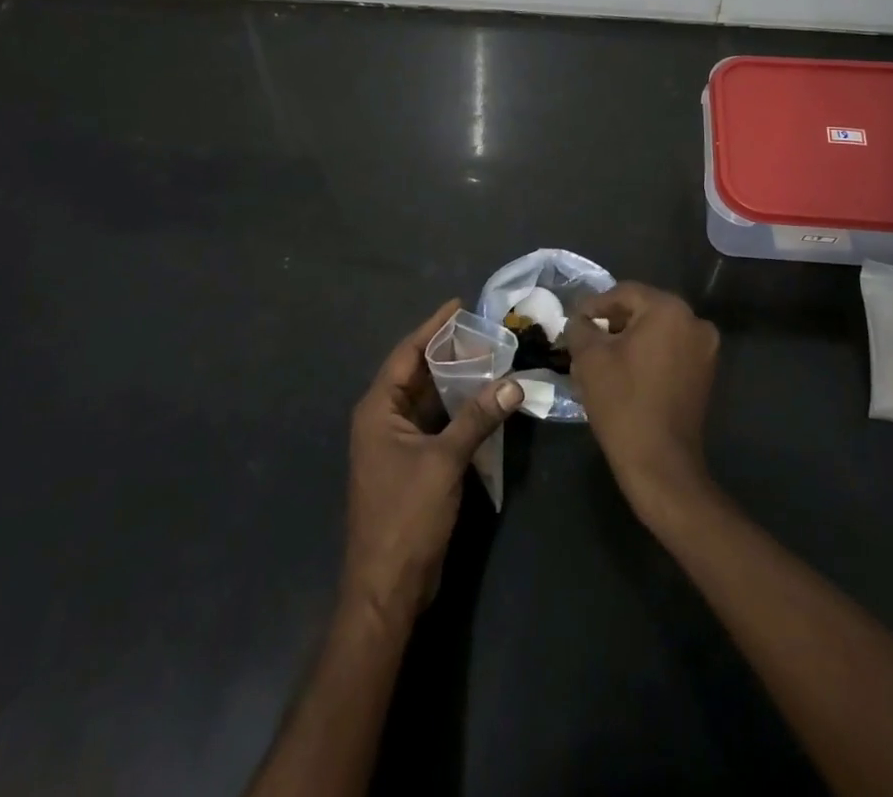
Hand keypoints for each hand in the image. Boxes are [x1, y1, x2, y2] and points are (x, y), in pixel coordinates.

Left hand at [343, 299, 522, 628]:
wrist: (388, 587)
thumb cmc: (406, 516)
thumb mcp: (444, 462)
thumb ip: (478, 418)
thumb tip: (513, 383)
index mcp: (378, 409)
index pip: (407, 354)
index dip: (433, 328)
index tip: (460, 304)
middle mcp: (384, 419)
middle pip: (418, 373)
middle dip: (450, 352)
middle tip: (486, 330)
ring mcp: (397, 443)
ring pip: (430, 399)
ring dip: (457, 381)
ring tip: (492, 357)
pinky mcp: (413, 464)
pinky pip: (436, 423)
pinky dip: (459, 410)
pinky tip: (485, 400)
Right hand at [566, 282, 720, 526]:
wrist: (660, 463)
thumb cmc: (622, 403)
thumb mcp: (589, 358)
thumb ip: (580, 327)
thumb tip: (579, 319)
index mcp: (669, 309)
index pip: (624, 293)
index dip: (595, 305)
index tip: (574, 321)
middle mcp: (694, 321)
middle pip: (643, 309)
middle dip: (613, 321)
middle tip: (586, 338)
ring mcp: (705, 349)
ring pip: (658, 330)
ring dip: (630, 339)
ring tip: (602, 357)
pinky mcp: (706, 373)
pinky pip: (671, 350)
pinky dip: (649, 354)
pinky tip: (626, 372)